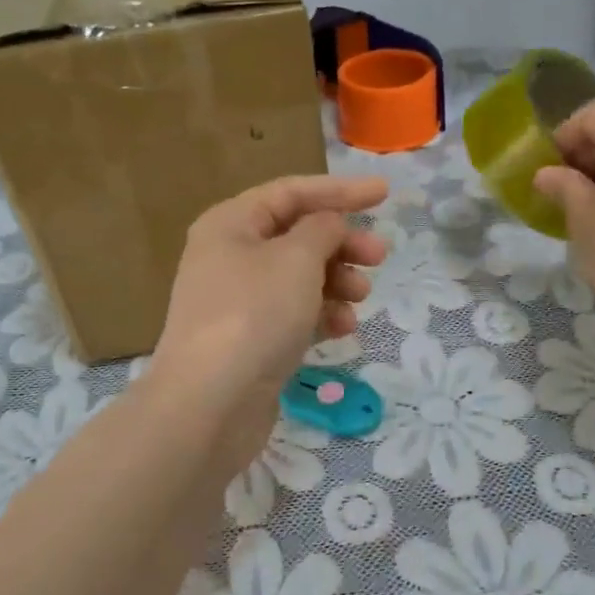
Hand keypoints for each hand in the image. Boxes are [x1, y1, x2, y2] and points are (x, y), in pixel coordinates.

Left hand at [150, 175, 388, 477]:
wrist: (210, 404)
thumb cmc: (254, 315)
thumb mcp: (296, 259)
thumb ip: (322, 230)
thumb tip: (329, 224)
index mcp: (231, 224)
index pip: (291, 192)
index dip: (340, 190)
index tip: (385, 195)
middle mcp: (229, 256)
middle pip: (296, 236)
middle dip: (342, 244)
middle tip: (380, 258)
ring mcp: (238, 301)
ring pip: (298, 278)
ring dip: (335, 282)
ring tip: (361, 299)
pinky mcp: (249, 339)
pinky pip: (292, 314)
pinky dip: (320, 315)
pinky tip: (342, 329)